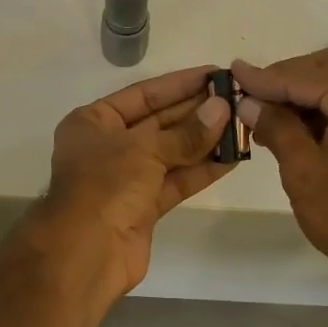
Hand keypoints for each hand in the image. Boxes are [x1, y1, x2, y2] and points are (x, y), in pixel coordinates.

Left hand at [34, 64, 236, 300]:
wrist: (85, 252)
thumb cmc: (105, 186)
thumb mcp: (144, 150)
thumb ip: (186, 133)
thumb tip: (222, 109)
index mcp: (93, 122)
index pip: (143, 94)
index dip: (180, 84)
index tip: (214, 74)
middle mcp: (108, 146)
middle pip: (159, 122)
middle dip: (196, 111)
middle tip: (236, 98)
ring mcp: (126, 178)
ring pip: (171, 153)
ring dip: (205, 141)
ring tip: (242, 125)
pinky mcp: (144, 207)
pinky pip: (176, 181)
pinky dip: (201, 170)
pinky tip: (233, 157)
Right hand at [232, 48, 327, 278]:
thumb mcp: (303, 170)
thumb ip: (276, 127)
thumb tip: (249, 103)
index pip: (306, 76)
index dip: (266, 78)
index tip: (234, 73)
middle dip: (289, 79)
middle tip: (252, 94)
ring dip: (310, 90)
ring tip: (272, 112)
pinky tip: (304, 122)